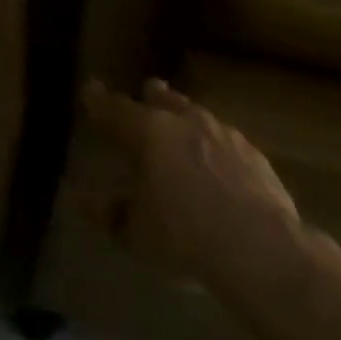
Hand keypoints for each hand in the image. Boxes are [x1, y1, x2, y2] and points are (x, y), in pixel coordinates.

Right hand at [83, 79, 315, 314]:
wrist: (262, 249)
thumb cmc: (186, 238)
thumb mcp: (136, 234)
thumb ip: (107, 212)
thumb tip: (78, 195)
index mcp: (148, 131)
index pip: (114, 108)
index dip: (98, 100)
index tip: (89, 90)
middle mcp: (183, 119)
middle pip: (162, 98)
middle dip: (150, 96)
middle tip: (144, 95)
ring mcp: (222, 132)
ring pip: (195, 113)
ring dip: (184, 118)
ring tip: (180, 129)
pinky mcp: (252, 152)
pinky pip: (224, 138)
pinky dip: (213, 144)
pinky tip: (217, 162)